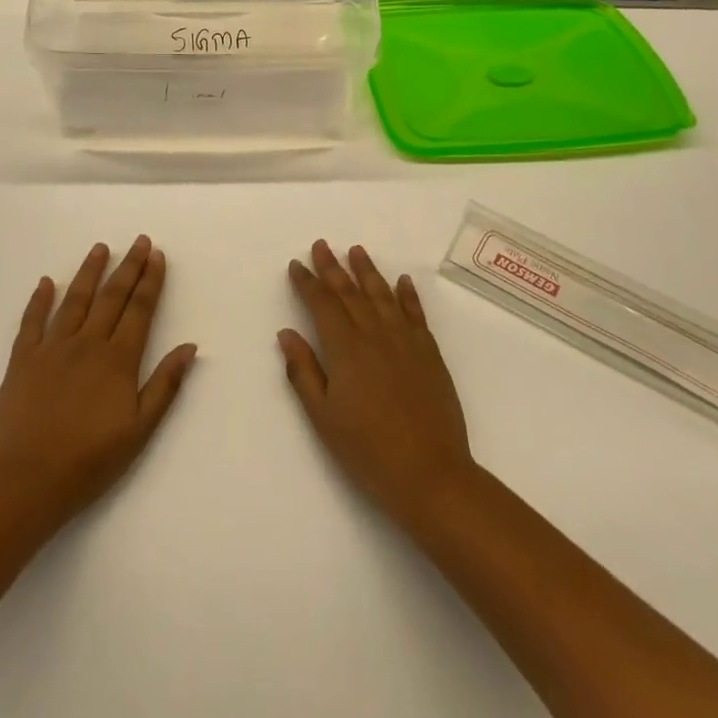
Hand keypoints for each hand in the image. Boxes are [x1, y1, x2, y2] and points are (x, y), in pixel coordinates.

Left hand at [0, 236, 196, 523]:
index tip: (157, 255)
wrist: (26, 481)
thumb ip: (165, 385)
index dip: (150, 280)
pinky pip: (31, 322)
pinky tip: (45, 282)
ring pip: (74, 300)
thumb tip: (189, 347)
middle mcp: (87, 343)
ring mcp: (52, 348)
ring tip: (100, 248)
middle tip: (139, 240)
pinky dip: (38, 300)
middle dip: (128, 266)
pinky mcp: (22, 360)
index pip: (139, 309)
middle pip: (112, 296)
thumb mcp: (140, 430)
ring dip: (89, 272)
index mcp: (118, 359)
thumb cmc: (89, 461)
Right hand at [280, 241, 475, 524]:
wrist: (430, 473)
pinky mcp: (429, 352)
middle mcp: (375, 334)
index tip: (297, 265)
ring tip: (356, 250)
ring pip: (382, 295)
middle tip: (321, 244)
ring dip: (367, 270)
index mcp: (346, 349)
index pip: (323, 304)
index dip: (308, 283)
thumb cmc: (367, 450)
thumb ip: (304, 371)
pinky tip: (402, 280)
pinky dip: (407, 294)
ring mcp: (406, 340)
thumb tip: (287, 333)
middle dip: (332, 267)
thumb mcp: (324, 417)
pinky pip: (415, 313)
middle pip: (350, 292)